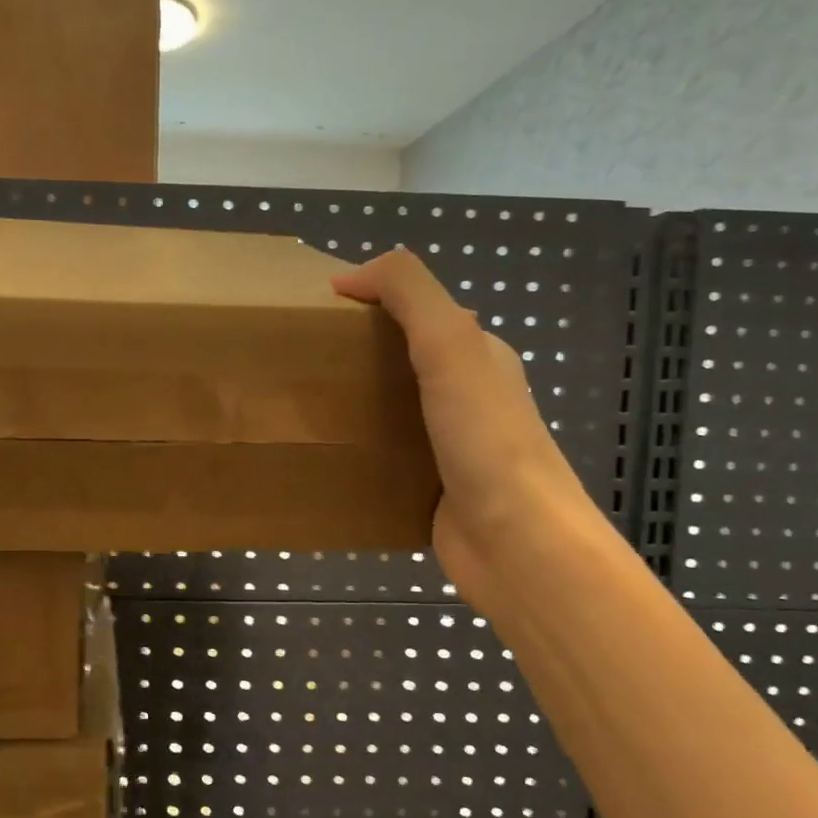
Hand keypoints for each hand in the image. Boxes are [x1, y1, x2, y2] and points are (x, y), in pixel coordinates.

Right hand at [334, 249, 588, 604]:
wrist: (516, 542)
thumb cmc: (485, 438)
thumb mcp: (450, 344)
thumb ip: (409, 293)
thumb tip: (350, 275)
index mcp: (478, 355)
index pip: (419, 313)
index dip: (372, 303)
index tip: (316, 315)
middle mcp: (467, 396)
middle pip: (403, 361)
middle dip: (355, 356)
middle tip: (301, 363)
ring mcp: (450, 446)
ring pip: (392, 412)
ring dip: (354, 405)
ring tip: (304, 406)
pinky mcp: (431, 489)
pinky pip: (387, 458)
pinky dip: (359, 451)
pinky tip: (327, 455)